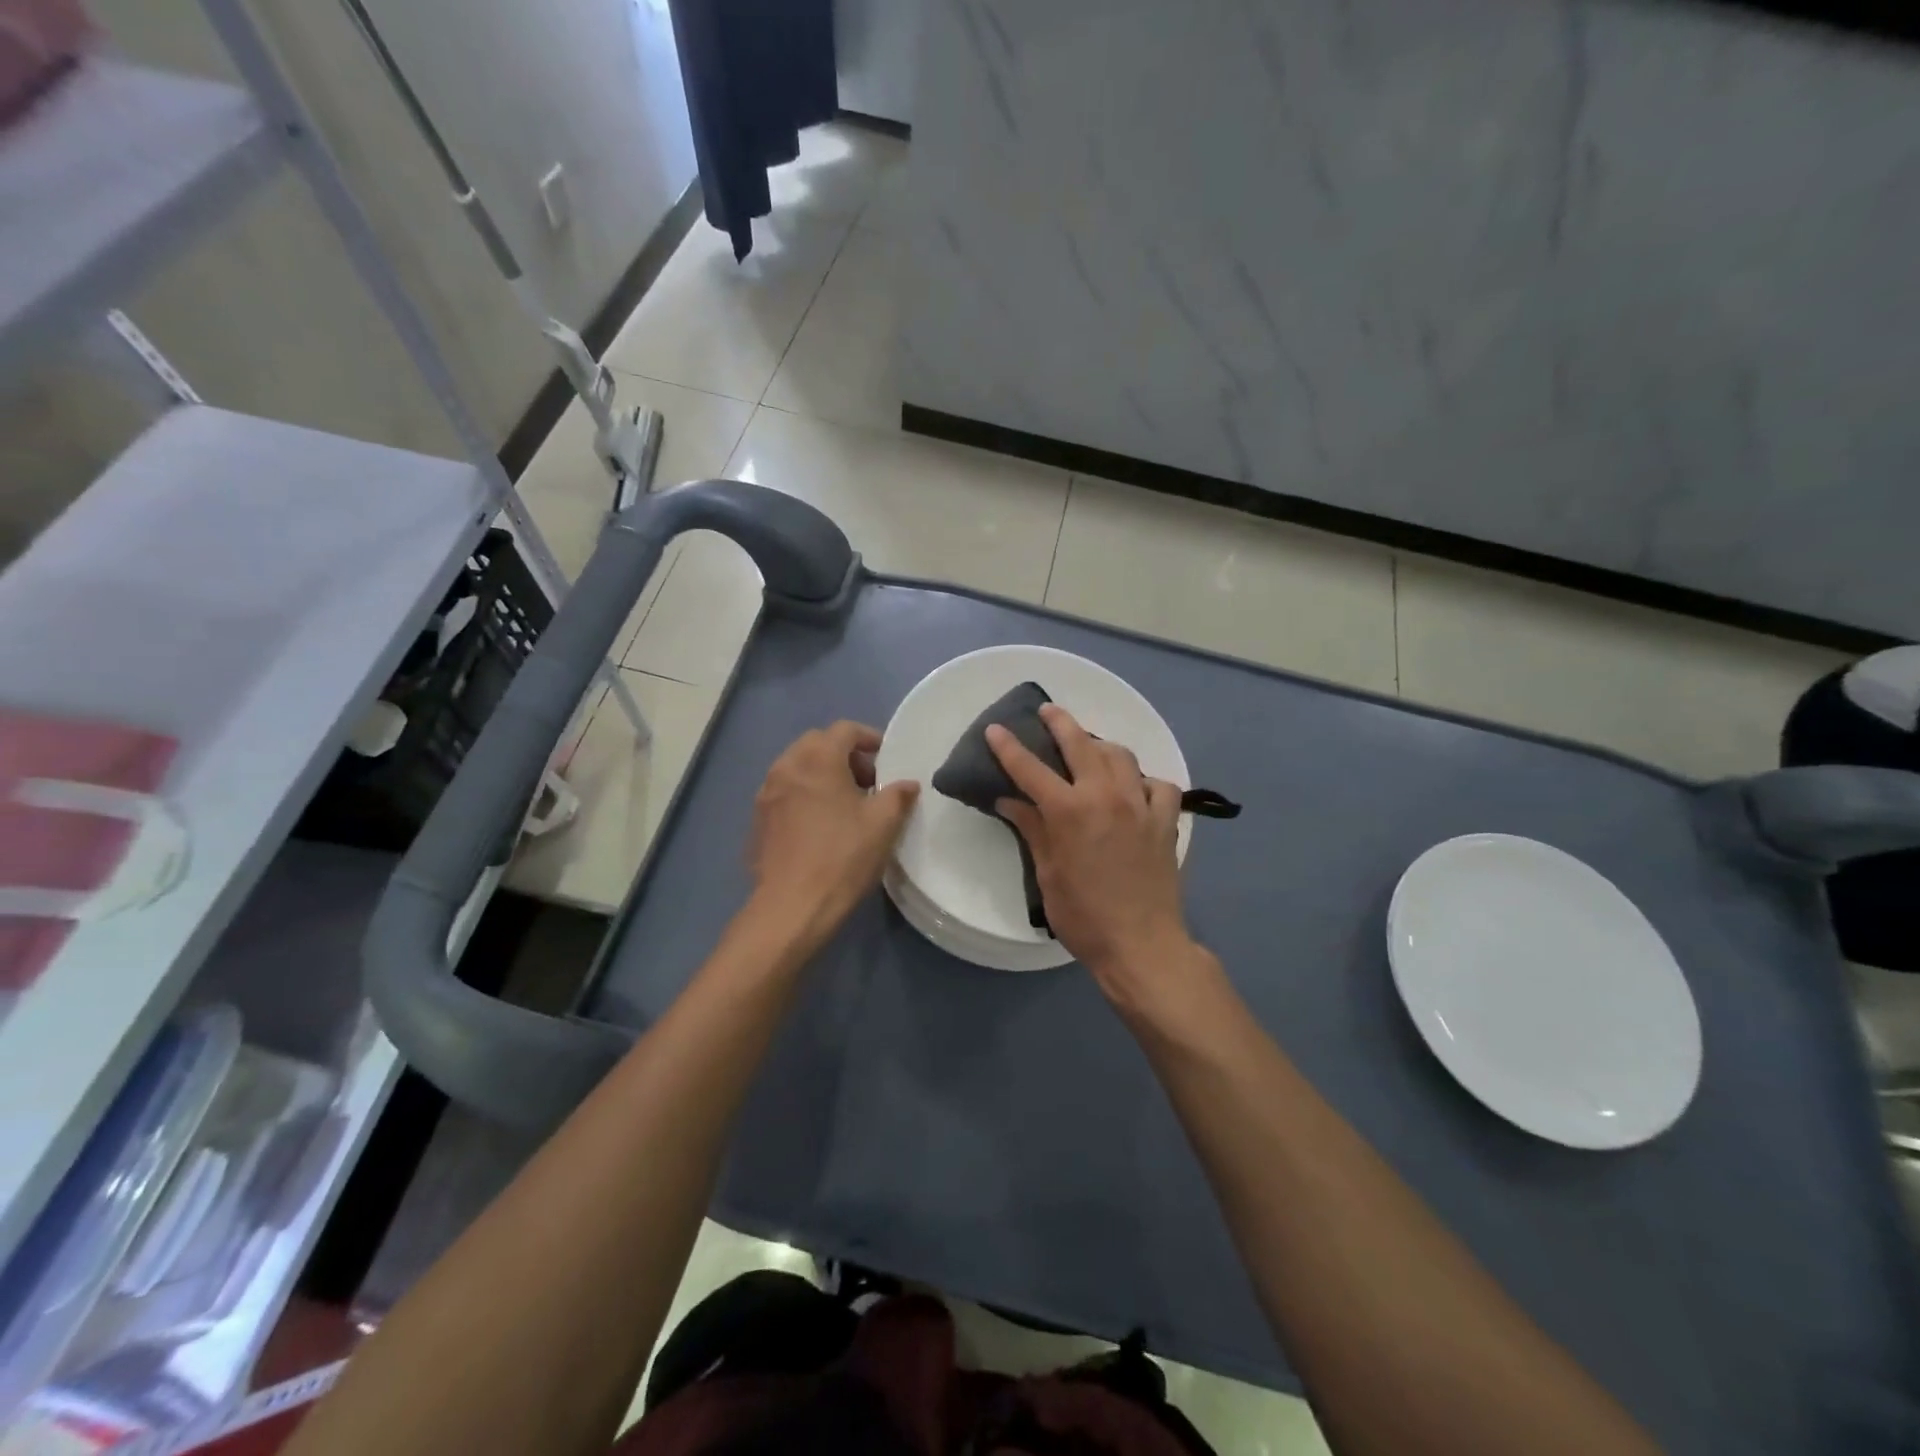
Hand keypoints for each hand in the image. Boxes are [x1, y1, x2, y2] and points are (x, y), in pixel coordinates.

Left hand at [748, 720, 919, 957]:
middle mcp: (786, 766)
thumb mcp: (883, 825)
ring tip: (845, 804)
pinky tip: (819, 825)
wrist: (791, 906)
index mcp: (817, 759)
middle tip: (868, 782)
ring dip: (822, 774)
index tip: (887, 759)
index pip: (844, 730)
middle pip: (817, 744)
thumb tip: (907, 784)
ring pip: (797, 767)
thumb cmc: (842, 857)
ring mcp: (766, 793)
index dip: (869, 738)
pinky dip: (804, 794)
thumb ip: (898, 796)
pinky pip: (785, 792)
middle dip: (844, 755)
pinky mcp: (758, 819)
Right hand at [988, 704, 1201, 1005]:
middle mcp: (1106, 795)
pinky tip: (1136, 788)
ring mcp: (1140, 805)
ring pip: (1122, 756)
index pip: (1030, 768)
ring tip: (1091, 747)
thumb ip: (1032, 829)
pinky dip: (1145, 780)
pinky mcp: (1166, 820)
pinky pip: (1159, 785)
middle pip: (1080, 744)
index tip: (996, 728)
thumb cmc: (1084, 916)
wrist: (1141, 945)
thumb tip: (1009, 801)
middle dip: (1060, 722)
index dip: (1009, 747)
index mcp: (1069, 810)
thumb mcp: (1047, 874)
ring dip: (1102, 745)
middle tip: (1047, 711)